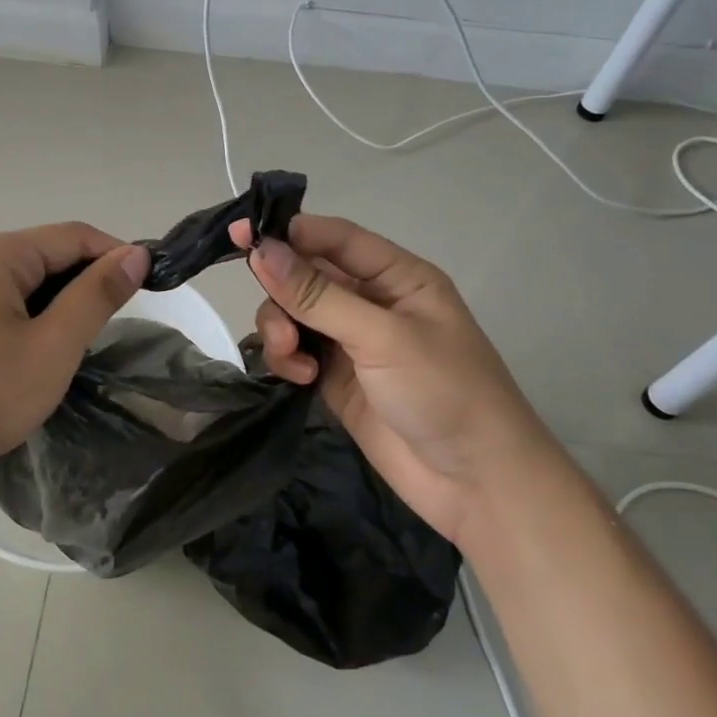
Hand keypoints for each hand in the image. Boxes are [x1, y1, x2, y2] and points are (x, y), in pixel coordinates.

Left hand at [0, 223, 149, 504]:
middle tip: (115, 328)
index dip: (116, 255)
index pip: (73, 236)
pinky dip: (33, 323)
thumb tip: (136, 253)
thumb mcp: (52, 346)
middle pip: (47, 256)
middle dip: (86, 285)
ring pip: (26, 286)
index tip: (152, 287)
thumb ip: (96, 295)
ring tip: (81, 347)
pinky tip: (41, 357)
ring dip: (60, 308)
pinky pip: (3, 308)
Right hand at [233, 213, 553, 541]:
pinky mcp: (336, 378)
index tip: (240, 235)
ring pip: (293, 314)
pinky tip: (301, 379)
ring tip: (294, 358)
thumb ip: (318, 295)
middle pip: (306, 275)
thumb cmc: (444, 392)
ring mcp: (352, 341)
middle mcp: (371, 301)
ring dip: (282, 330)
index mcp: (397, 276)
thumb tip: (261, 250)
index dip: (288, 231)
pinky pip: (295, 351)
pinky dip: (288, 359)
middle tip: (278, 325)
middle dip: (282, 293)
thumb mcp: (382, 336)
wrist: (476, 484)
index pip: (334, 237)